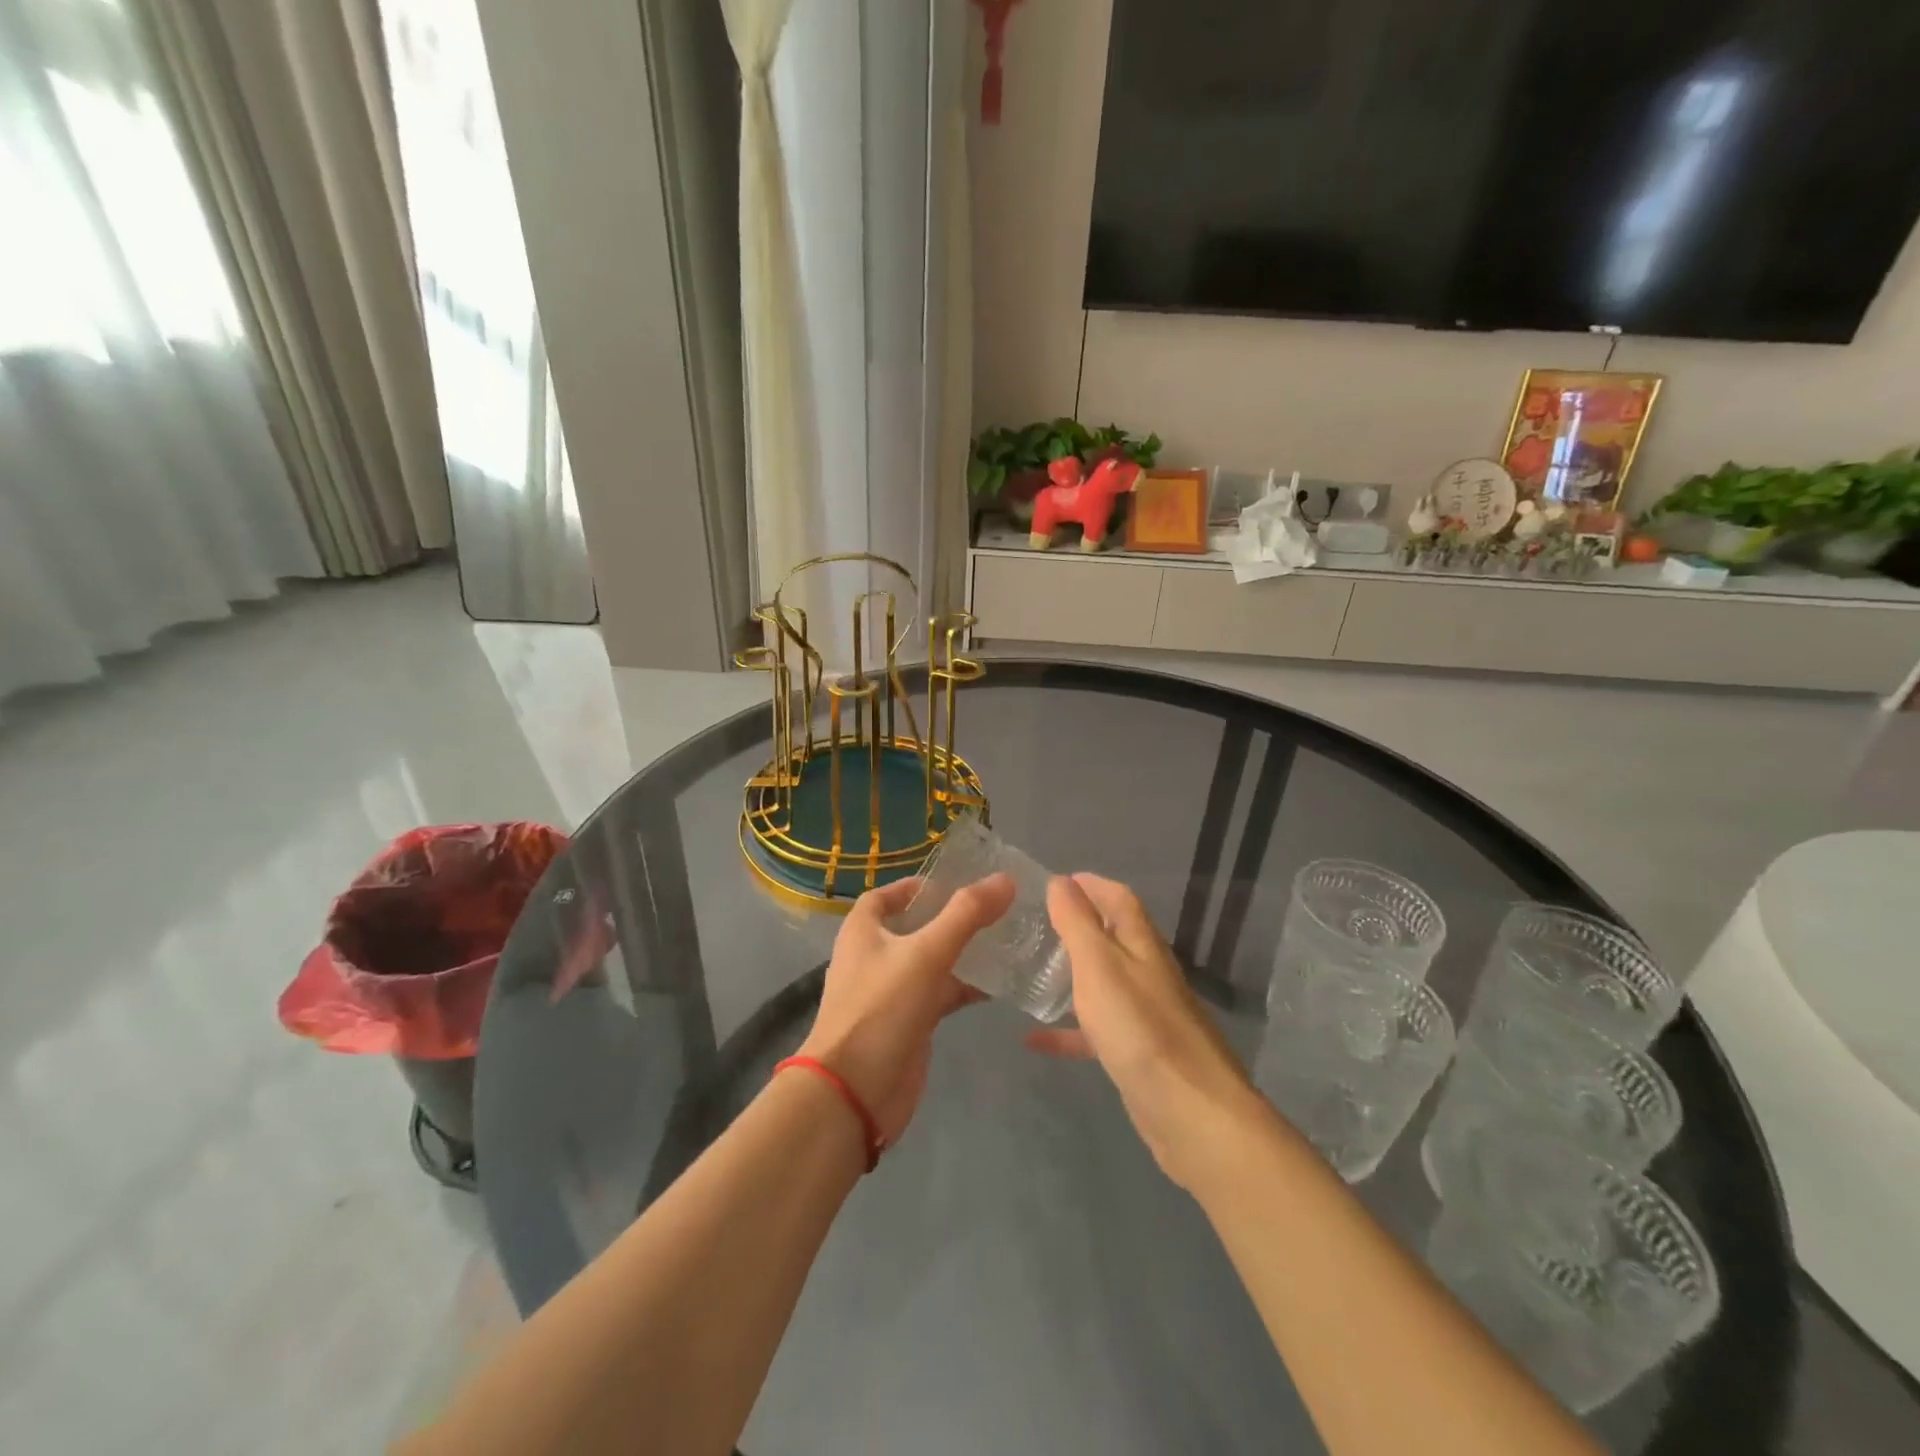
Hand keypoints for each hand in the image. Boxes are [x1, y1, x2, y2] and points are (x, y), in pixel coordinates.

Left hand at [795, 873, 1014, 1147]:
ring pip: (931, 962)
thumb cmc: (881, 1009)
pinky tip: (998, 985)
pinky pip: (939, 994)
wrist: (854, 1094)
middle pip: (913, 927)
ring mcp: (891, 992)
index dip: (916, 886)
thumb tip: (1005, 879)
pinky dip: (964, 987)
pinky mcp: (908, 1023)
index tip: (956, 882)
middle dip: (949, 917)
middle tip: (993, 908)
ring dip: (962, 952)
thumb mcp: (926, 954)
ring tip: (1005, 939)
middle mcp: (874, 956)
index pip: (885, 896)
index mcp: (863, 931)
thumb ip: (966, 915)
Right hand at [1027, 873, 1263, 1191]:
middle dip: (1078, 925)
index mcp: (1141, 944)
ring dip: (1071, 974)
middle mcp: (1147, 972)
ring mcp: (1145, 1014)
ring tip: (1030, 971)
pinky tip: (1034, 1040)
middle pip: (1112, 937)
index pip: (1119, 898)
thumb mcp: (1099, 966)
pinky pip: (1096, 1031)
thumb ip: (1078, 923)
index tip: (1056, 881)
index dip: (1091, 884)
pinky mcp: (1138, 1053)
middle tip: (1035, 924)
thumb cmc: (1140, 1028)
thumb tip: (1062, 881)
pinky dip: (1068, 1031)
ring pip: (1103, 983)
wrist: (1192, 1113)